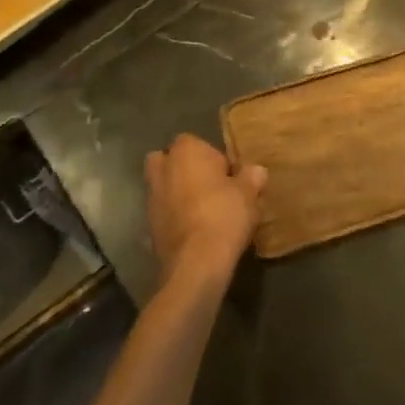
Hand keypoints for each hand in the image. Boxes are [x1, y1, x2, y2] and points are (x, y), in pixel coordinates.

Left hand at [145, 134, 266, 288]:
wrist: (196, 263)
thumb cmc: (224, 215)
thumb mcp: (249, 193)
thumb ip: (252, 177)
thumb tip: (256, 171)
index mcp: (185, 152)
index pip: (194, 141)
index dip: (211, 155)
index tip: (228, 173)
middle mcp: (163, 170)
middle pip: (168, 161)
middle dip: (184, 169)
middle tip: (209, 184)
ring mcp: (151, 199)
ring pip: (164, 187)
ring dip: (178, 194)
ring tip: (205, 210)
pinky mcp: (148, 227)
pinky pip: (164, 213)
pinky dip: (175, 216)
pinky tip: (196, 230)